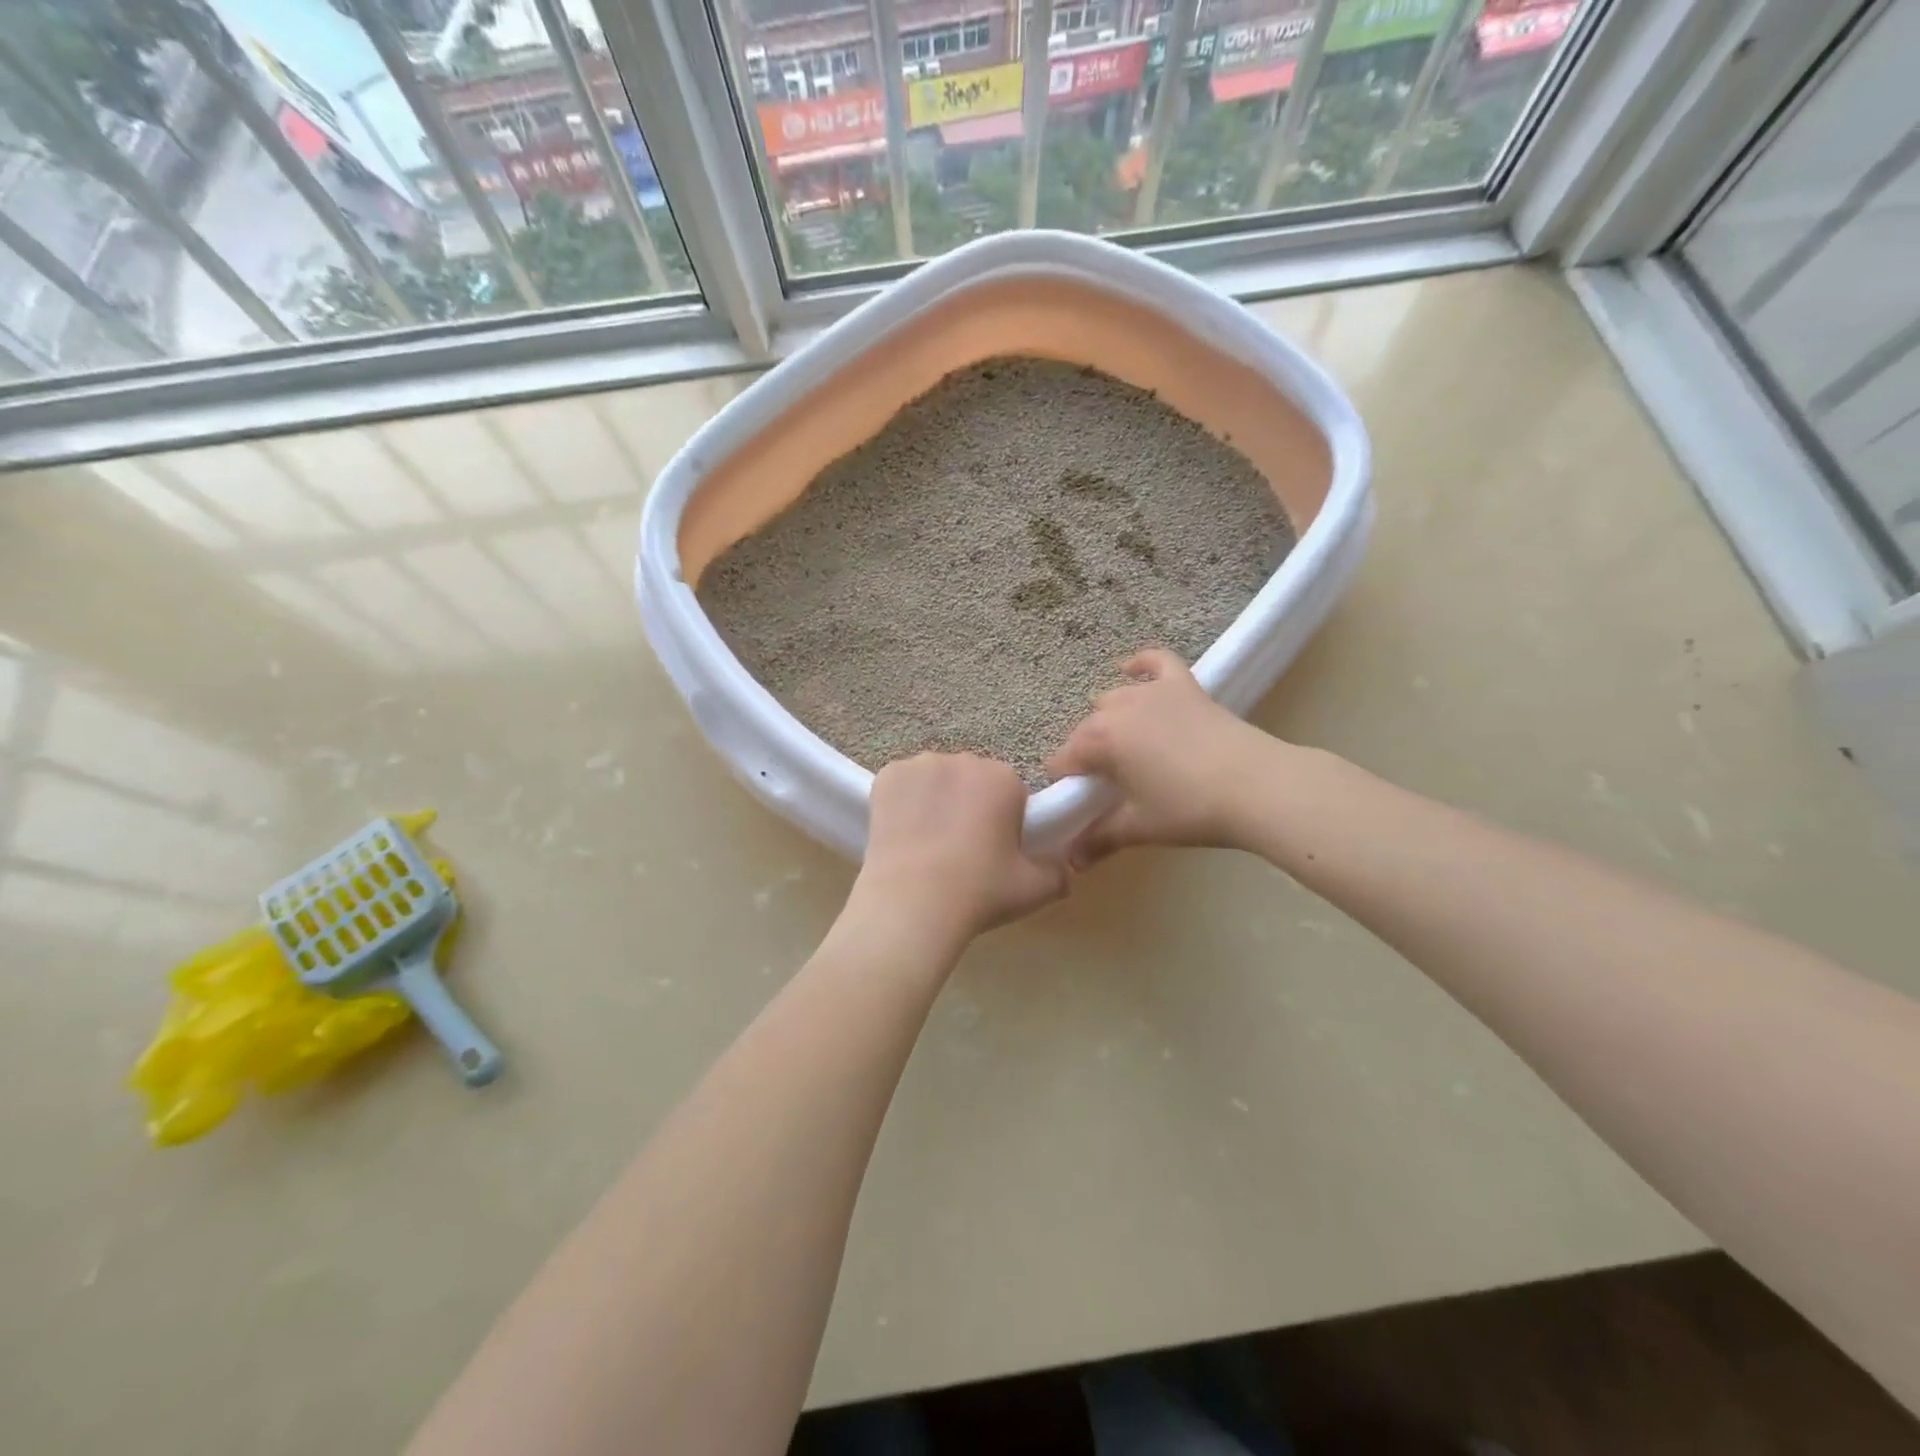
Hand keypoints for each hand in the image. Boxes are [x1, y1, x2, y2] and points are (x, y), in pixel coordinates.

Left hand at [853, 753, 1068, 947]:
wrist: (912, 903)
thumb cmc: (980, 892)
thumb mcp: (1035, 890)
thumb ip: (1059, 873)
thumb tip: (1066, 867)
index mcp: (1004, 778)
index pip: (1009, 791)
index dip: (1002, 820)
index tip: (993, 850)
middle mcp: (965, 760)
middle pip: (971, 780)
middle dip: (969, 804)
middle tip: (960, 849)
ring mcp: (921, 764)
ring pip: (935, 779)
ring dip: (935, 799)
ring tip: (927, 843)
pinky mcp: (886, 775)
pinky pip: (902, 783)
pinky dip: (902, 801)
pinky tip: (901, 832)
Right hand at [1046, 648, 1282, 867]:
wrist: (1257, 787)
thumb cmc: (1190, 809)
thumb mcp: (1139, 827)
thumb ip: (1099, 839)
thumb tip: (1071, 862)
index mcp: (1100, 740)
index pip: (1063, 759)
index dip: (1066, 782)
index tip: (1079, 803)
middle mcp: (1118, 708)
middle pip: (1086, 730)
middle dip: (1088, 754)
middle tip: (1109, 785)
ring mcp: (1153, 691)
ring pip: (1114, 699)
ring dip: (1110, 720)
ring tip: (1127, 748)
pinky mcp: (1184, 685)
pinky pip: (1155, 661)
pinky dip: (1140, 665)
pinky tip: (1131, 671)